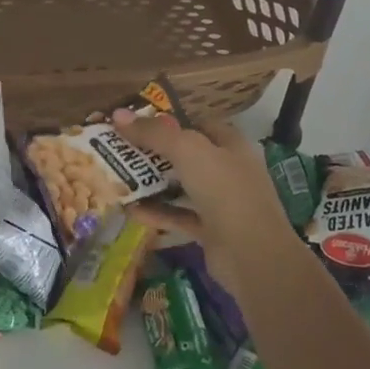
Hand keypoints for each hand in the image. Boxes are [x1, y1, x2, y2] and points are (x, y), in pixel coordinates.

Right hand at [114, 112, 303, 296]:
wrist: (252, 255)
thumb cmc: (225, 191)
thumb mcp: (188, 151)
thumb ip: (154, 133)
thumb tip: (118, 114)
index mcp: (231, 145)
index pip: (198, 125)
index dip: (170, 121)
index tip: (137, 122)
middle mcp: (228, 170)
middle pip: (186, 155)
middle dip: (155, 152)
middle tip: (120, 148)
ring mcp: (221, 203)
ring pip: (181, 187)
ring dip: (153, 183)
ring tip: (119, 177)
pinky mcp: (210, 231)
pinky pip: (178, 216)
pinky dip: (156, 213)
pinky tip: (129, 210)